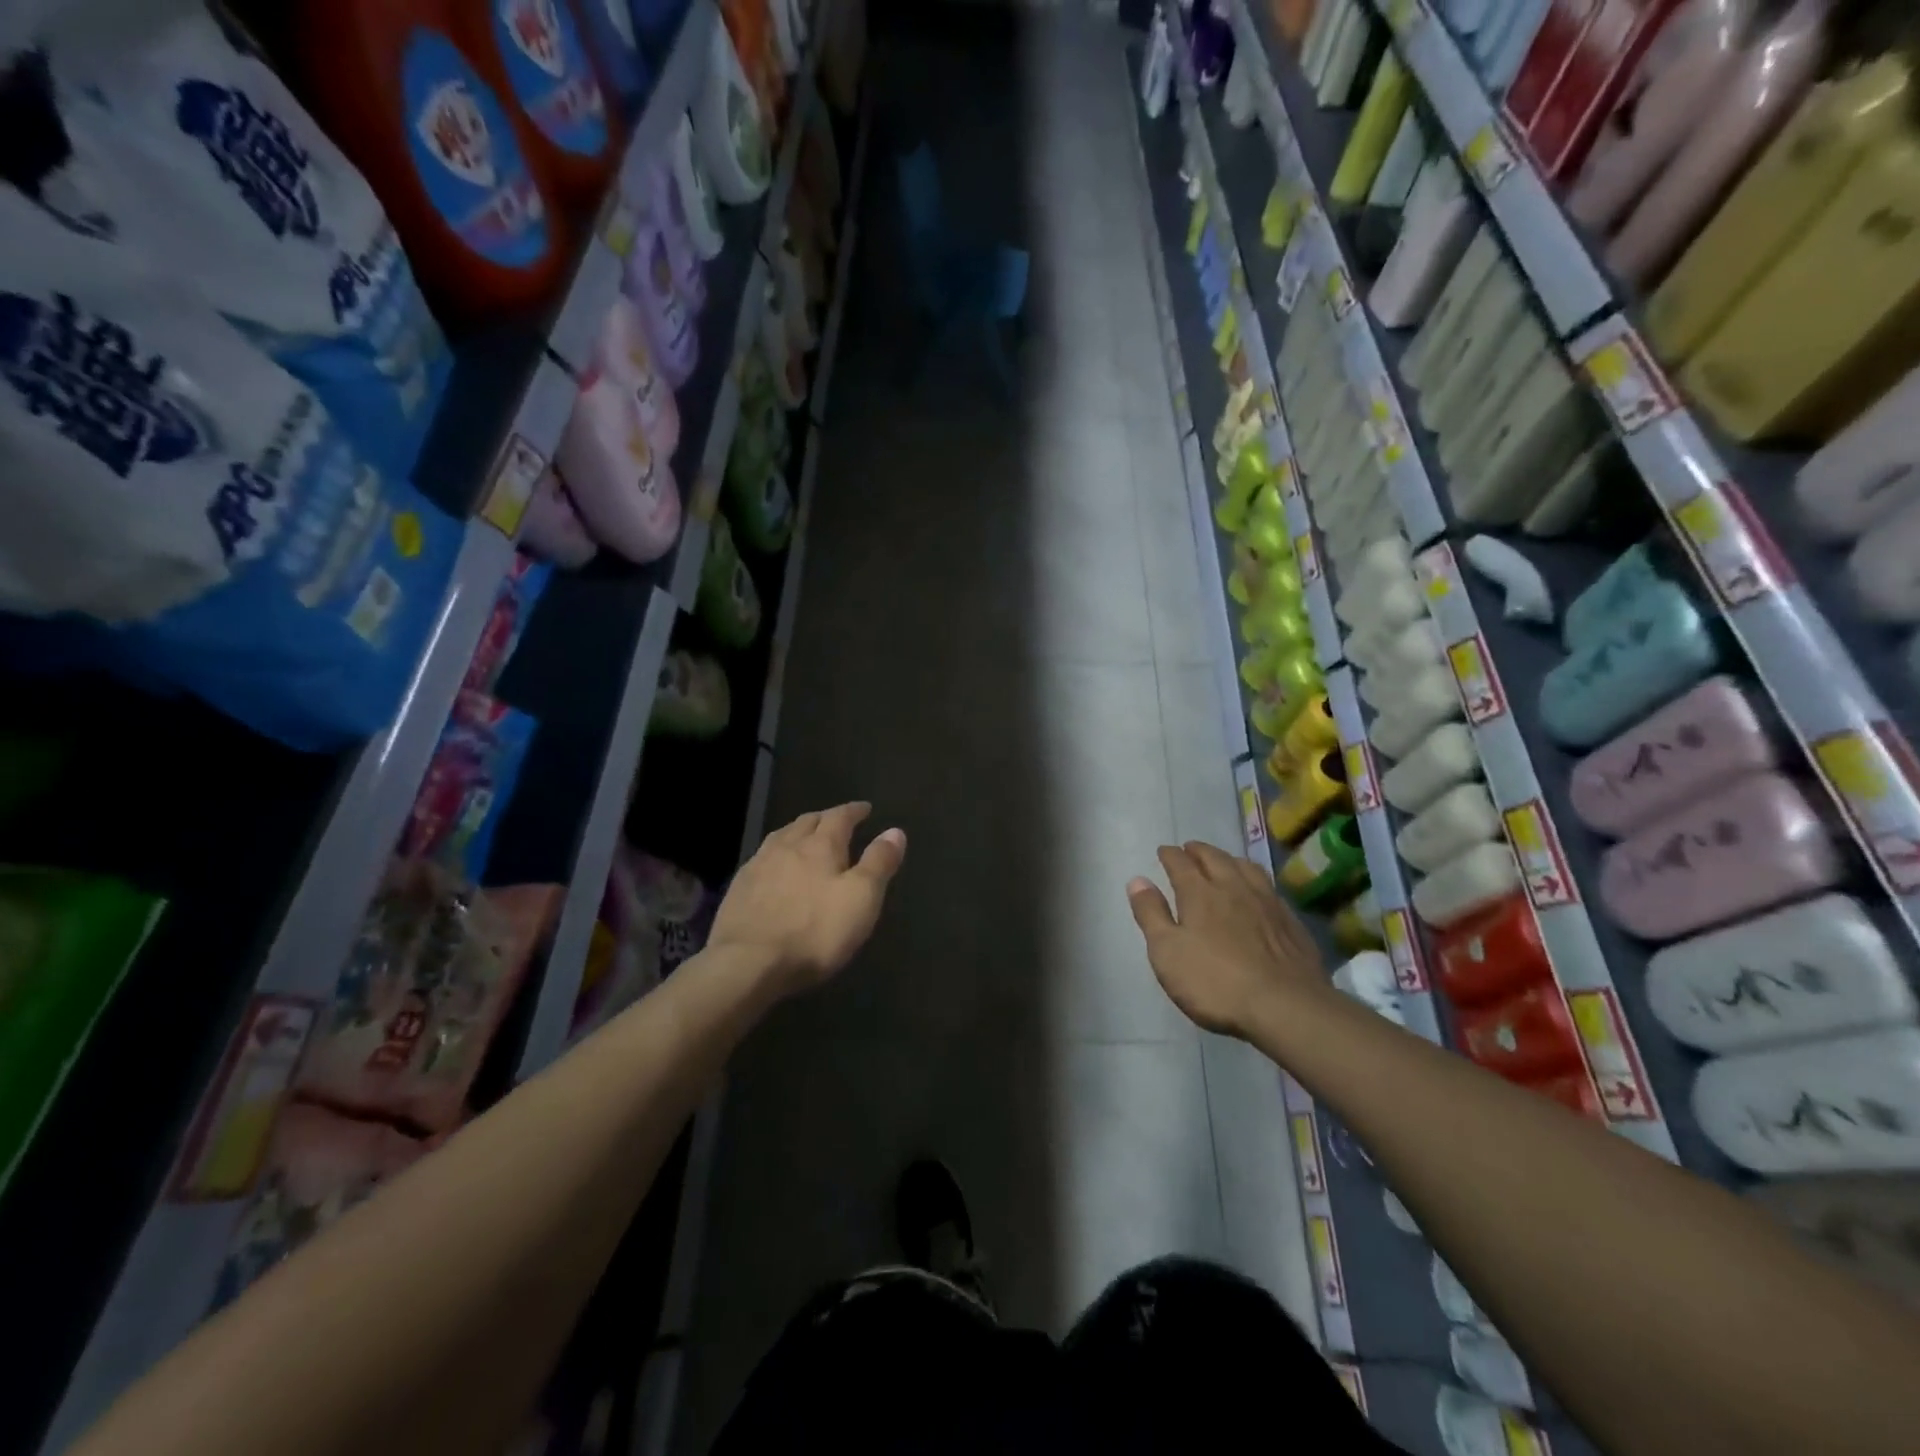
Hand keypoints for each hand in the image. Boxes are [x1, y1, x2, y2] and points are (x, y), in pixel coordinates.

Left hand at [708, 803, 906, 994]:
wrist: (747, 963)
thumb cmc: (814, 931)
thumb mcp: (861, 898)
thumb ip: (879, 863)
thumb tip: (895, 831)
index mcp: (820, 846)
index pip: (840, 817)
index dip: (854, 811)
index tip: (865, 808)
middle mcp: (787, 847)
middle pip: (807, 822)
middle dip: (825, 818)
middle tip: (836, 821)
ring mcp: (758, 866)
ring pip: (780, 837)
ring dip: (797, 832)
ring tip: (805, 837)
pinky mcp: (738, 890)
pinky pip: (761, 859)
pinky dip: (775, 855)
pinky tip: (774, 868)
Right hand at [1127, 841, 1328, 1037]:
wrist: (1286, 1007)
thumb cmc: (1215, 982)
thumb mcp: (1167, 952)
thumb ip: (1151, 914)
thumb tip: (1137, 880)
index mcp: (1199, 893)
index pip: (1180, 863)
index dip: (1170, 855)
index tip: (1164, 851)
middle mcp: (1233, 887)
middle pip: (1214, 858)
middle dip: (1198, 851)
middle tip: (1190, 849)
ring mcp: (1266, 902)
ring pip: (1246, 867)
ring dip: (1229, 859)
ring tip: (1223, 861)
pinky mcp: (1290, 921)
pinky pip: (1269, 887)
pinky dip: (1255, 880)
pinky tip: (1257, 891)